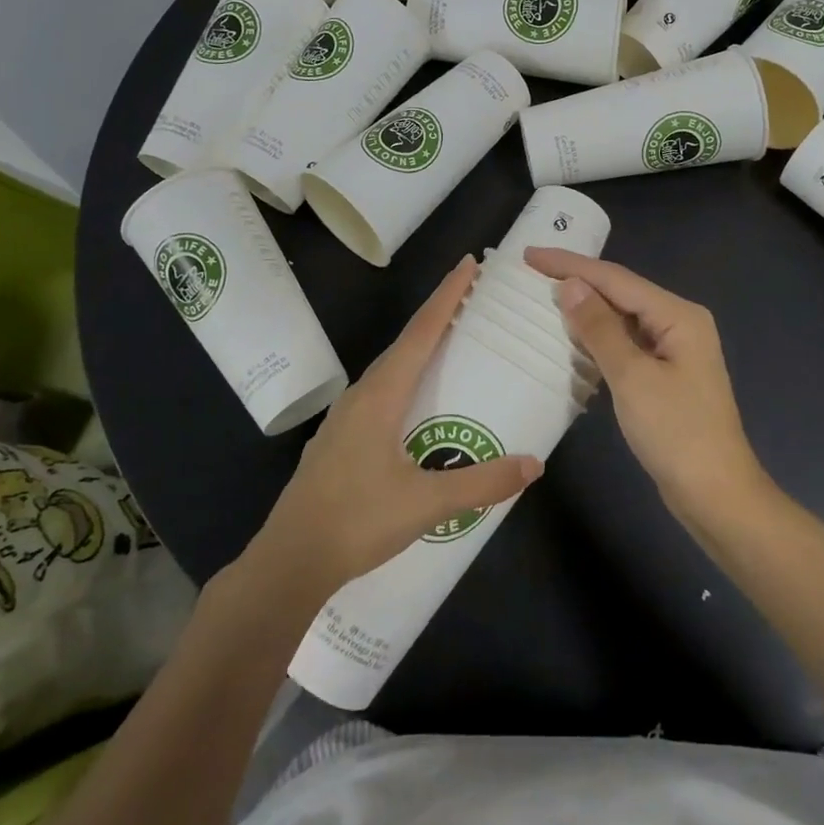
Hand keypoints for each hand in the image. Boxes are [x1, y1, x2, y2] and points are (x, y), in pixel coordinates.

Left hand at [246, 255, 541, 595]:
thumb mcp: (426, 504)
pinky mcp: (340, 440)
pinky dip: (406, 378)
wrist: (290, 560)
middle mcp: (361, 396)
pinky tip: (416, 400)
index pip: (421, 333)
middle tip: (471, 297)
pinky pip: (380, 393)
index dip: (446, 296)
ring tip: (451, 342)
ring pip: (390, 369)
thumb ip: (482, 483)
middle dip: (438, 315)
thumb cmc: (356, 521)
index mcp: (380, 396)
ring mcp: (345, 418)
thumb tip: (534, 464)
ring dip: (420, 348)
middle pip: (405, 343)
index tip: (468, 263)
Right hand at [525, 248, 767, 523]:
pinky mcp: (664, 374)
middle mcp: (679, 323)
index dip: (570, 265)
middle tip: (531, 273)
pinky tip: (570, 338)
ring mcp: (673, 350)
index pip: (616, 279)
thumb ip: (599, 328)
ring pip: (621, 318)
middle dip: (576, 281)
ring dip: (584, 310)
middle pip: (620, 293)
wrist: (715, 494)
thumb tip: (570, 284)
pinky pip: (625, 344)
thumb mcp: (632, 377)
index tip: (530, 255)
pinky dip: (597, 338)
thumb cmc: (676, 433)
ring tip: (542, 297)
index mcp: (678, 315)